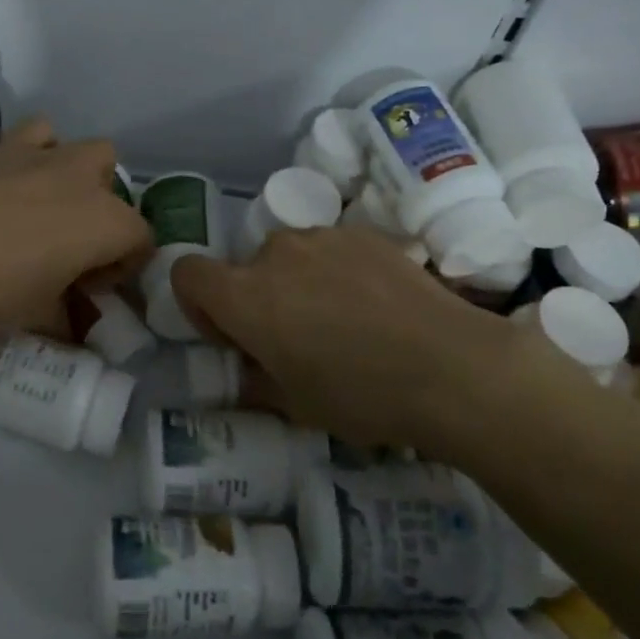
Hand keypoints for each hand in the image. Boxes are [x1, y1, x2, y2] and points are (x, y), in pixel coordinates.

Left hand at [0, 117, 152, 335]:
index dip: (122, 268)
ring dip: (85, 179)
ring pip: (93, 153)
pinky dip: (42, 149)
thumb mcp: (39, 316)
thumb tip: (77, 334)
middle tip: (72, 252)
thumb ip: (68, 324)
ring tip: (52, 209)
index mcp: (107, 223)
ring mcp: (50, 156)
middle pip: (120, 197)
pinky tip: (21, 177)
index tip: (89, 289)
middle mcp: (88, 181)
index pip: (141, 241)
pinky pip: (43, 134)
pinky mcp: (11, 144)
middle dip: (107, 222)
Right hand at [171, 226, 520, 446]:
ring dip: (299, 282)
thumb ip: (254, 381)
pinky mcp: (364, 232)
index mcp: (245, 296)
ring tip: (346, 321)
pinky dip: (338, 271)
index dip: (199, 305)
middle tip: (298, 339)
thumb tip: (246, 371)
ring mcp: (323, 236)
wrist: (451, 366)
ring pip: (291, 257)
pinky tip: (377, 306)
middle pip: (245, 268)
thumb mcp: (295, 406)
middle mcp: (275, 253)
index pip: (187, 273)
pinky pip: (331, 249)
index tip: (233, 335)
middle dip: (259, 299)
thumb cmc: (361, 395)